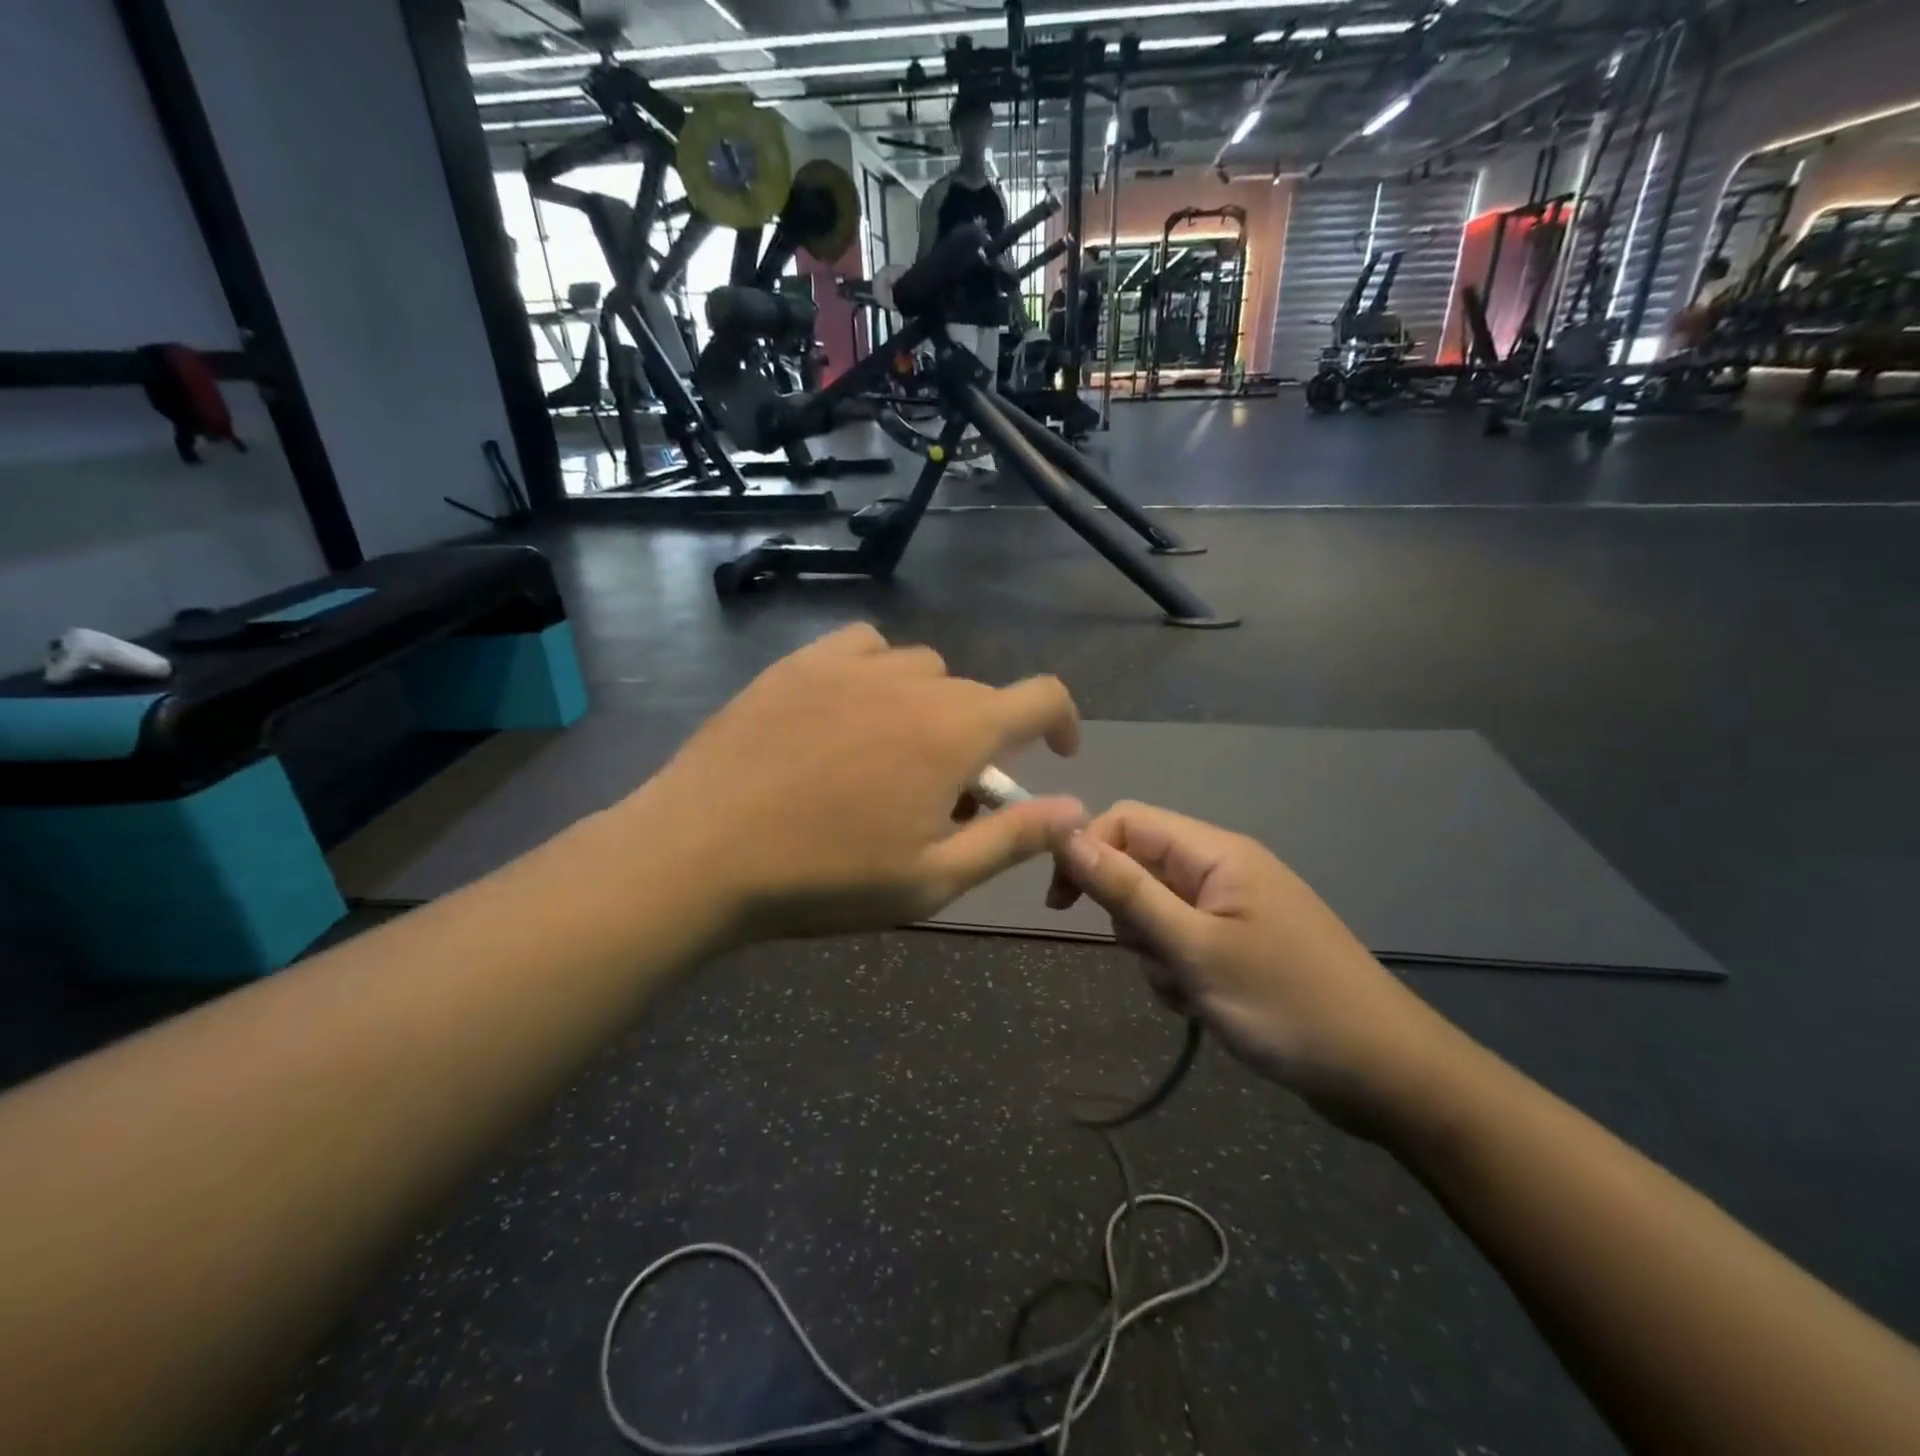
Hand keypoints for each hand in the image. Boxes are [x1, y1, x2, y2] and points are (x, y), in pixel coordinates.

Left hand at [626, 625, 1084, 942]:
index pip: (1040, 697)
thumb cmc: (826, 878)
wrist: (701, 852)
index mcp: (955, 733)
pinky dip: (878, 673)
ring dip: (931, 707)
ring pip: (922, 669)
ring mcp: (852, 665)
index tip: (1055, 755)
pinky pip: (863, 647)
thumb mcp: (932, 878)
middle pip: (977, 693)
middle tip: (947, 798)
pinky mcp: (801, 663)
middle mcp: (913, 683)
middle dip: (982, 740)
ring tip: (895, 756)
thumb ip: (1013, 838)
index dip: (1062, 721)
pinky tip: (852, 710)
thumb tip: (1077, 809)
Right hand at [1047, 803, 1458, 1133]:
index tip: (1061, 904)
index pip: (1127, 821)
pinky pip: (1182, 943)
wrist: (1386, 1074)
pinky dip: (1178, 972)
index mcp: (1216, 853)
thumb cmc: (1287, 1004)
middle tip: (1159, 958)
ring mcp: (1233, 909)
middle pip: (1139, 868)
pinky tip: (1203, 1005)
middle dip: (1129, 917)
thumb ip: (1127, 890)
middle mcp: (1222, 869)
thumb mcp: (1194, 949)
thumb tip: (1066, 834)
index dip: (1087, 852)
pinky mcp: (1239, 945)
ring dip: (1154, 952)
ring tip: (1191, 991)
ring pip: (1155, 912)